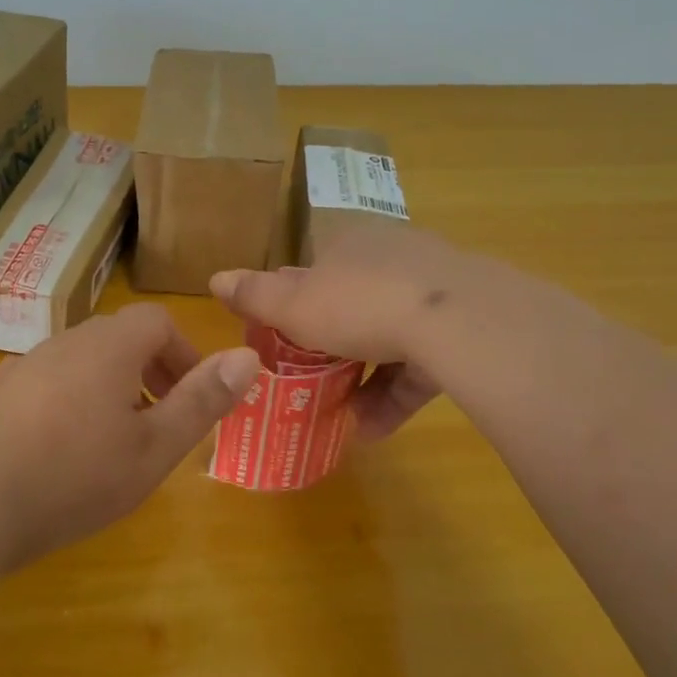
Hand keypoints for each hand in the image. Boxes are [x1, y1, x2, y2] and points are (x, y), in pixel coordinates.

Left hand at [0, 304, 259, 565]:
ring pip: (84, 360)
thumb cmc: (78, 473)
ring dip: (112, 386)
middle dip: (151, 371)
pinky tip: (64, 446)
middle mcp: (68, 341)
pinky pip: (50, 381)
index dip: (184, 353)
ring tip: (116, 440)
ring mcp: (28, 365)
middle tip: (161, 422)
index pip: (157, 322)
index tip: (192, 397)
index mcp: (110, 345)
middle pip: (121, 337)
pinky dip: (72, 399)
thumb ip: (204, 400)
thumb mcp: (155, 446)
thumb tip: (249, 356)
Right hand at [211, 225, 483, 439]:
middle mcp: (392, 260)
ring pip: (389, 338)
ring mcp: (432, 294)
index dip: (293, 309)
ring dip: (362, 380)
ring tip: (342, 418)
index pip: (313, 275)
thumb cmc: (361, 304)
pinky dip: (394, 394)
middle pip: (352, 306)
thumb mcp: (296, 305)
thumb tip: (214, 278)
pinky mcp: (461, 329)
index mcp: (350, 246)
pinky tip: (375, 430)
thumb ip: (256, 295)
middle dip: (330, 349)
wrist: (457, 320)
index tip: (281, 345)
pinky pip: (420, 363)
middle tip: (309, 386)